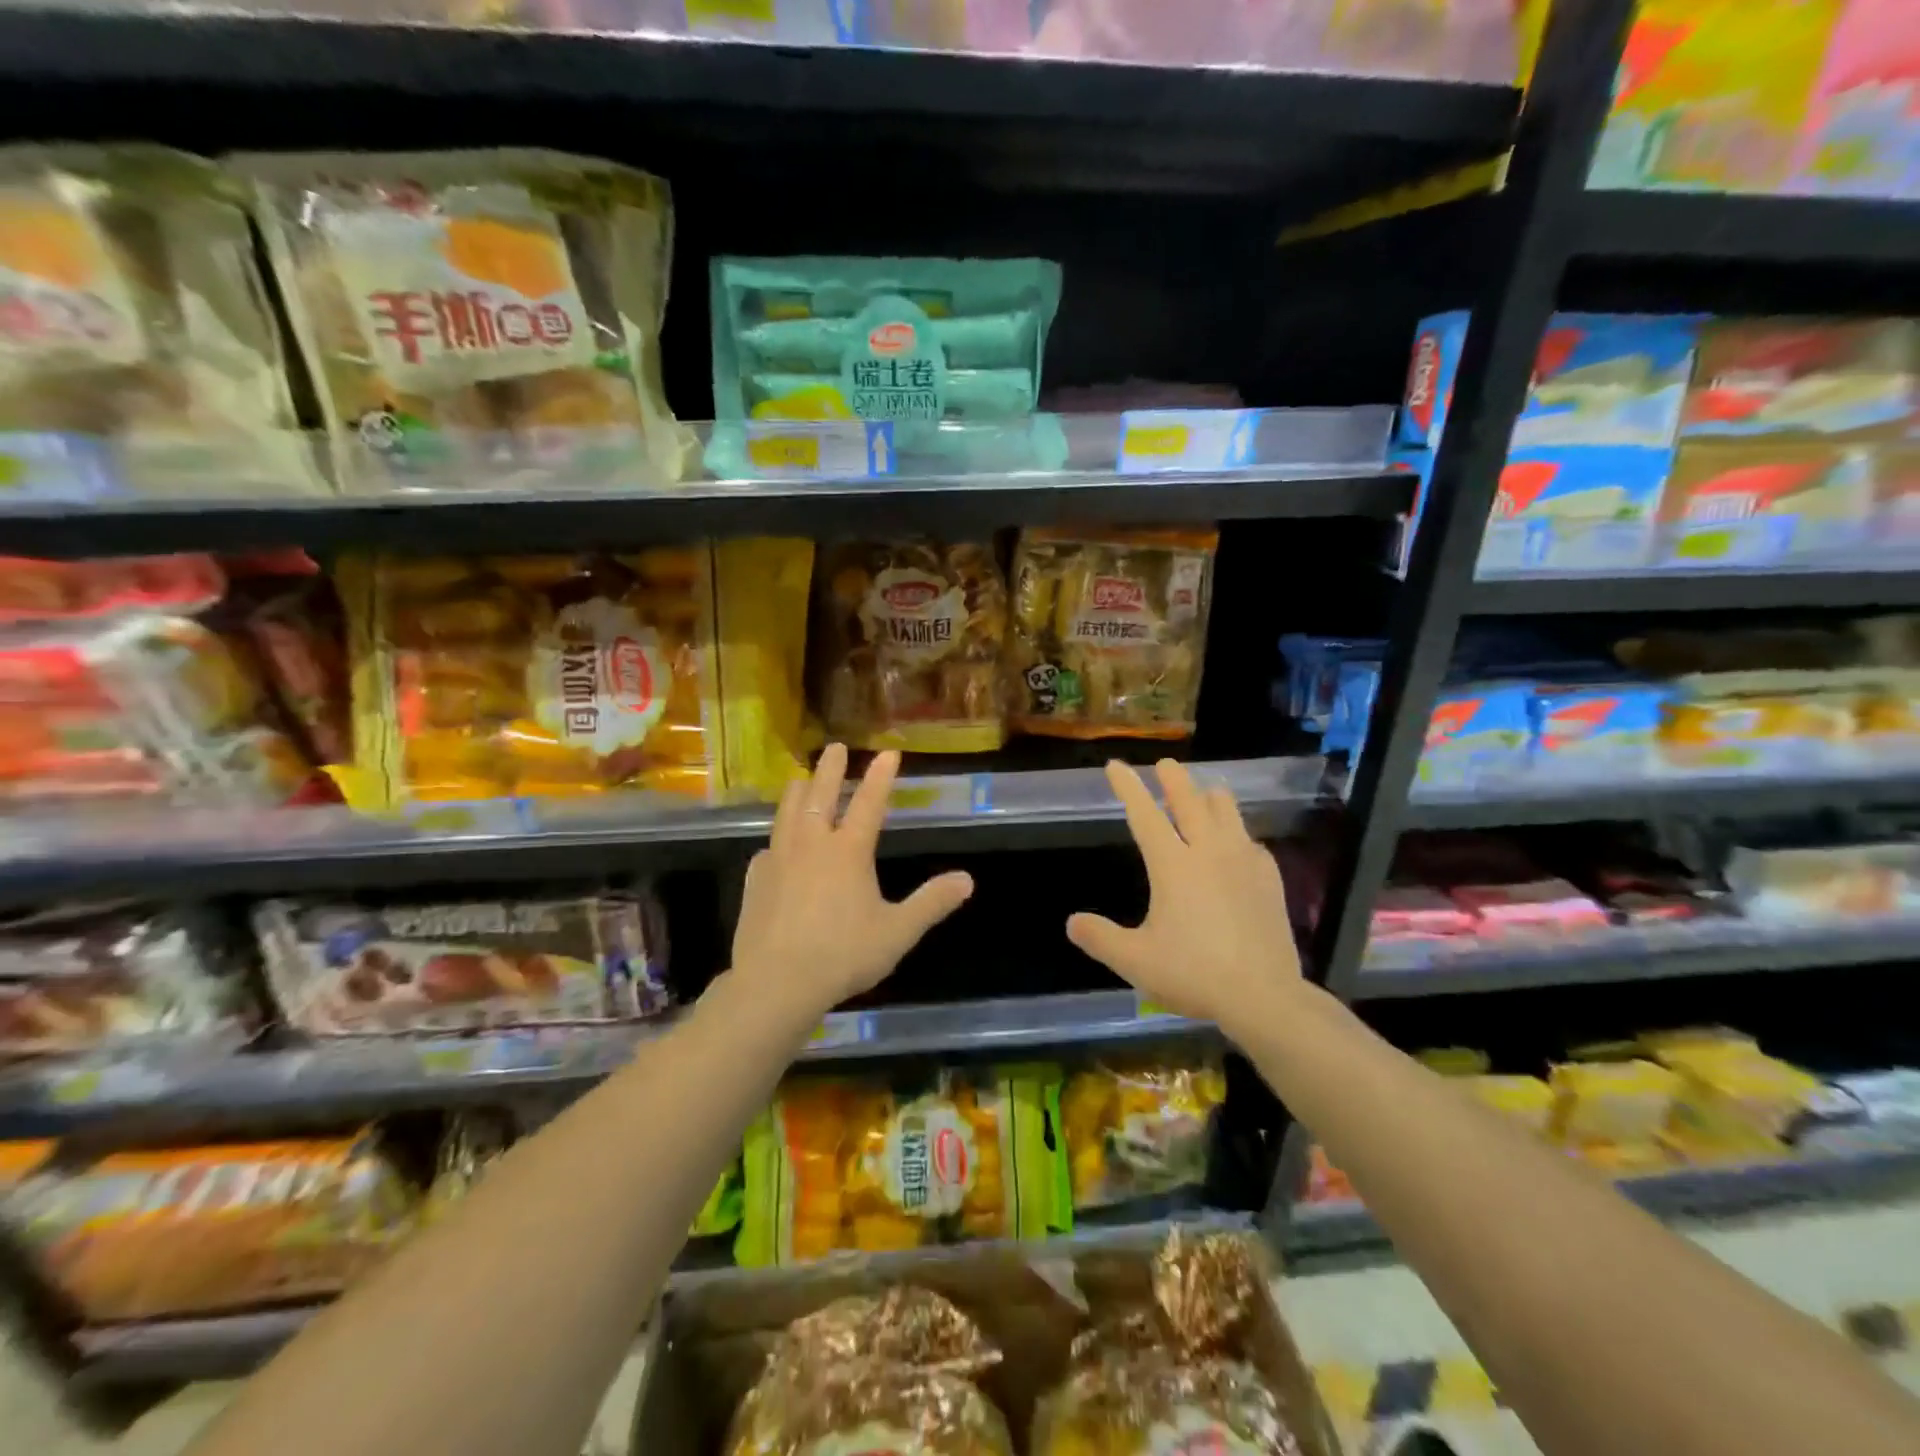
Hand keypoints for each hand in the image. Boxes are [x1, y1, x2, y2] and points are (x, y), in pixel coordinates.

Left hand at [730, 744, 973, 1024]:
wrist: (776, 983)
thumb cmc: (843, 955)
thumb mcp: (897, 932)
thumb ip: (931, 903)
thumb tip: (967, 880)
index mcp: (848, 851)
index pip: (870, 803)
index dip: (881, 776)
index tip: (888, 752)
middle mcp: (812, 844)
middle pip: (821, 794)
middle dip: (831, 768)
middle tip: (834, 747)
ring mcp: (779, 858)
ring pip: (787, 812)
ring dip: (798, 792)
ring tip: (800, 780)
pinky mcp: (755, 879)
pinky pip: (768, 848)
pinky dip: (777, 839)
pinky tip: (775, 847)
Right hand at [1066, 759, 1302, 1041]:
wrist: (1263, 996)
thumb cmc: (1194, 973)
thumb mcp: (1135, 961)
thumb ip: (1100, 938)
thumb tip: (1072, 922)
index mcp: (1172, 865)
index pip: (1144, 814)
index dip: (1128, 787)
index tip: (1116, 765)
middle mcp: (1208, 853)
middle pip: (1190, 802)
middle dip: (1173, 779)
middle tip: (1165, 763)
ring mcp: (1244, 863)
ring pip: (1227, 813)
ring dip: (1211, 798)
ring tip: (1205, 792)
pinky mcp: (1269, 880)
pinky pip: (1252, 843)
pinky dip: (1239, 835)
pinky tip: (1240, 845)